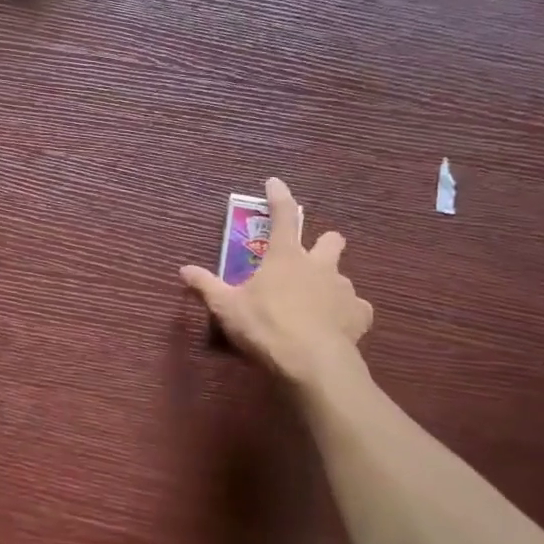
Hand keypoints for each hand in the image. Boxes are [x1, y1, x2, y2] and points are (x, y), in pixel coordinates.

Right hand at [180, 176, 372, 382]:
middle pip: (331, 240)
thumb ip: (207, 286)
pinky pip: (357, 308)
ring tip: (317, 304)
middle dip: (324, 243)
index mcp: (285, 257)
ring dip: (331, 284)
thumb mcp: (227, 308)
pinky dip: (348, 314)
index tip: (275, 182)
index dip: (279, 196)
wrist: (311, 362)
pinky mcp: (359, 315)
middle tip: (311, 256)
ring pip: (343, 276)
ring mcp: (343, 289)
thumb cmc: (265, 326)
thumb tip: (184, 269)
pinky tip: (338, 325)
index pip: (283, 216)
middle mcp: (319, 265)